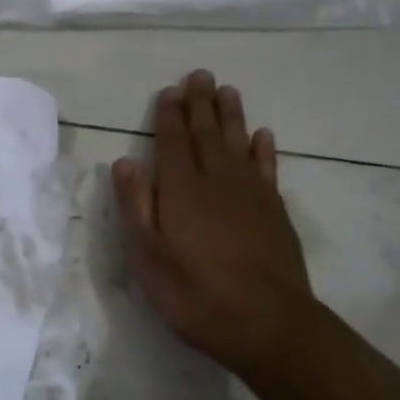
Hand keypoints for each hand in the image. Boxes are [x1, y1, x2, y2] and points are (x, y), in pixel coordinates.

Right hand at [111, 71, 317, 374]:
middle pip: (207, 134)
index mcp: (181, 190)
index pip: (172, 142)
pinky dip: (264, 149)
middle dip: (200, 104)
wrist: (268, 325)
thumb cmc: (195, 293)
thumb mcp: (148, 256)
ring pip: (238, 144)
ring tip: (228, 90)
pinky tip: (263, 135)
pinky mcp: (275, 212)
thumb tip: (124, 161)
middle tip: (199, 75)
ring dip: (231, 116)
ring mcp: (251, 195)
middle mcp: (217, 182)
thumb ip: (135, 206)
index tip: (169, 91)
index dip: (169, 116)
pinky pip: (267, 169)